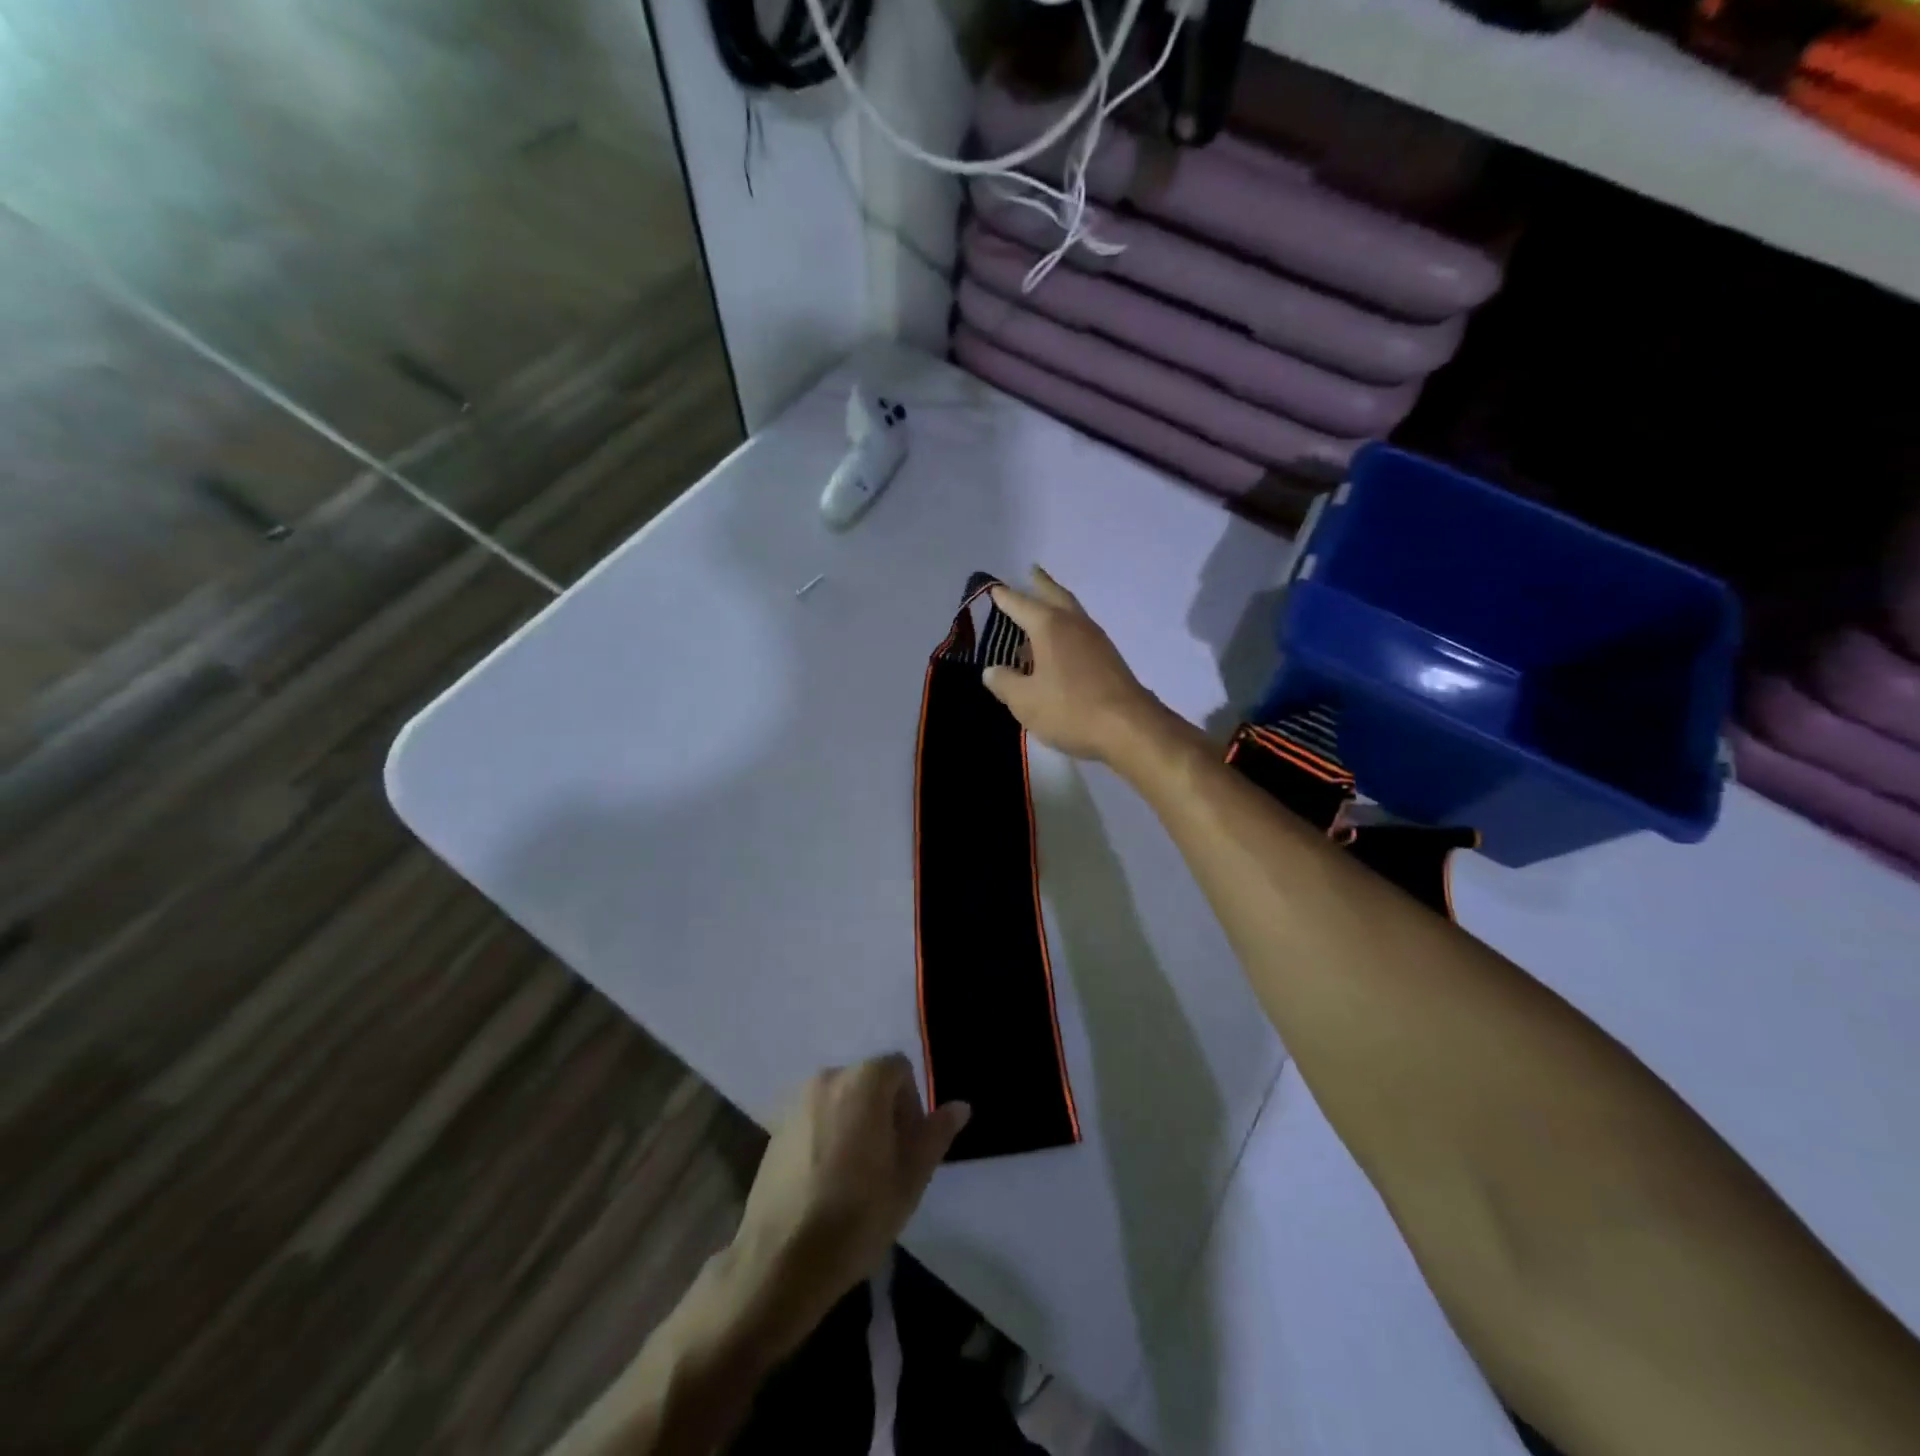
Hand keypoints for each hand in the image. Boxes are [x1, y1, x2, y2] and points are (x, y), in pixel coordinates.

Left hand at [725, 1055, 968, 1354]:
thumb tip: (960, 1106)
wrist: (780, 1261)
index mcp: (863, 1081)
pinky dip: (828, 1135)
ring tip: (858, 1175)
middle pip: (869, 1081)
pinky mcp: (775, 1129)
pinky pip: (816, 1118)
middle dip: (885, 1112)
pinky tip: (827, 1182)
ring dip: (856, 1123)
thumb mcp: (909, 1179)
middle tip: (888, 1163)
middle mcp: (827, 1078)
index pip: (899, 1068)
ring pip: (842, 1100)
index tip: (908, 1147)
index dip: (912, 1103)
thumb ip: (935, 1134)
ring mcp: (797, 1103)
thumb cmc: (856, 1216)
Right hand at [983, 566, 1167, 763]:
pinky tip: (1059, 647)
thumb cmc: (1070, 709)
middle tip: (1031, 572)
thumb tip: (992, 671)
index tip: (992, 588)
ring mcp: (1096, 640)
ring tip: (1040, 612)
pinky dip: (1066, 630)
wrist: (1129, 728)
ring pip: (1072, 613)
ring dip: (1055, 606)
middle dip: (1040, 585)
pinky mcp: (1109, 658)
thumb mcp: (1025, 701)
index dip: (1004, 597)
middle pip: (1055, 596)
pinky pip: (1081, 633)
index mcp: (1050, 627)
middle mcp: (1075, 624)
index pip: (1020, 604)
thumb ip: (1005, 683)